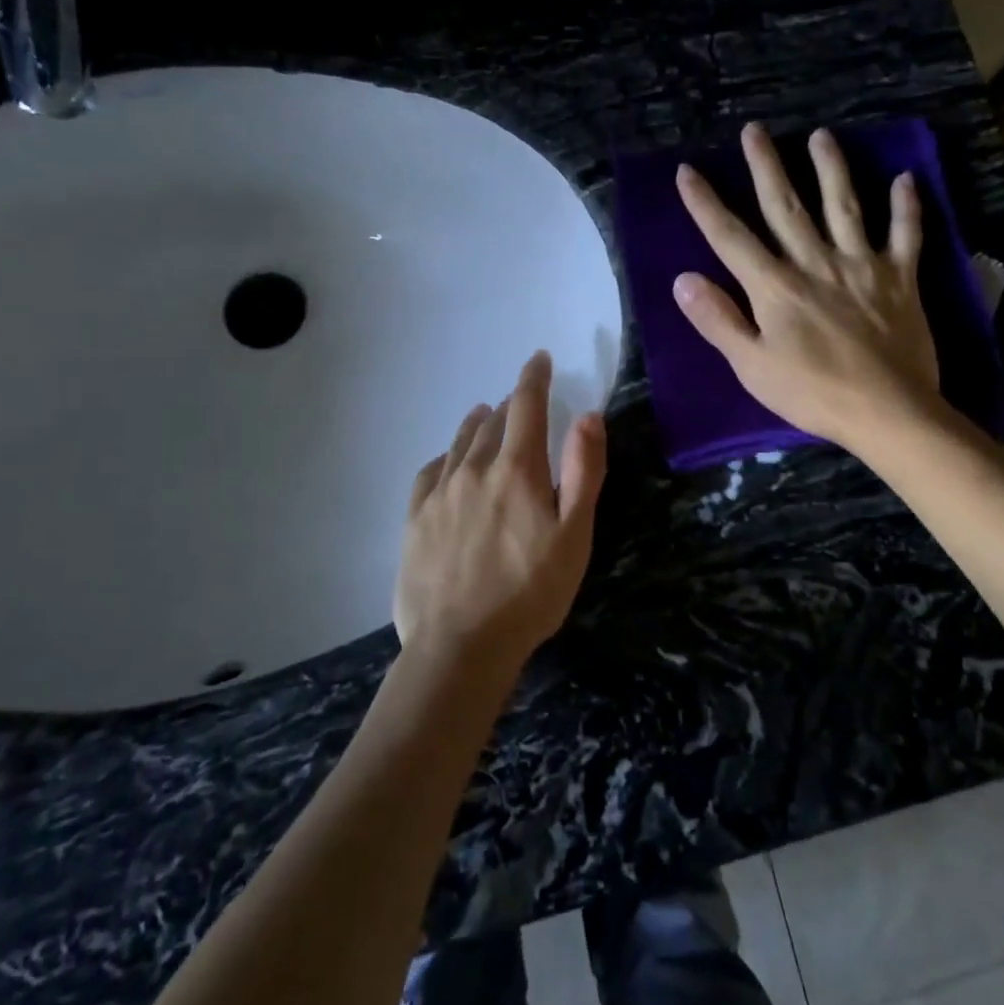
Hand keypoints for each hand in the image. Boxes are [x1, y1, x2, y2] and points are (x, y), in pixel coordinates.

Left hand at [394, 351, 607, 674]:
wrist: (460, 645)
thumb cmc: (531, 593)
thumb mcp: (574, 535)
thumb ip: (583, 472)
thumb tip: (588, 415)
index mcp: (516, 470)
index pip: (526, 407)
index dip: (533, 379)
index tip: (538, 359)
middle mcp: (474, 470)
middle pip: (492, 424)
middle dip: (509, 407)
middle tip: (519, 402)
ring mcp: (439, 494)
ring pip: (459, 445)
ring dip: (476, 426)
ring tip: (483, 416)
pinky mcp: (415, 520)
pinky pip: (429, 473)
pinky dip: (444, 458)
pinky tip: (447, 462)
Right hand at [673, 122, 943, 454]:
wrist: (888, 411)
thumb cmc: (812, 393)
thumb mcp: (752, 366)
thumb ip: (719, 320)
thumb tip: (683, 280)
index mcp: (775, 287)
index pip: (731, 237)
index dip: (705, 204)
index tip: (687, 171)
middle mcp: (815, 263)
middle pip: (785, 207)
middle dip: (766, 167)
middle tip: (755, 130)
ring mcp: (862, 266)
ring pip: (844, 206)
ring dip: (831, 168)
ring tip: (821, 136)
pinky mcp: (901, 279)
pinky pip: (906, 235)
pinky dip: (906, 207)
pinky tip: (906, 179)